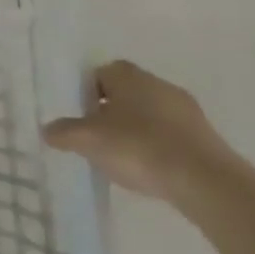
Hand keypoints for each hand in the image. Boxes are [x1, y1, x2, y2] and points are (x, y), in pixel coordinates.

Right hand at [43, 60, 238, 203]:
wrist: (206, 182)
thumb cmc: (138, 147)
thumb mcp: (87, 140)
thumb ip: (63, 132)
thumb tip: (48, 130)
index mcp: (129, 76)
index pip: (101, 72)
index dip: (86, 91)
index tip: (79, 114)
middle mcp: (159, 84)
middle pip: (126, 92)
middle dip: (109, 111)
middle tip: (95, 136)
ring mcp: (187, 110)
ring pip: (150, 113)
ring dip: (135, 130)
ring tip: (122, 157)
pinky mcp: (206, 136)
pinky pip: (170, 134)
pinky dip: (157, 146)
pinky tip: (149, 169)